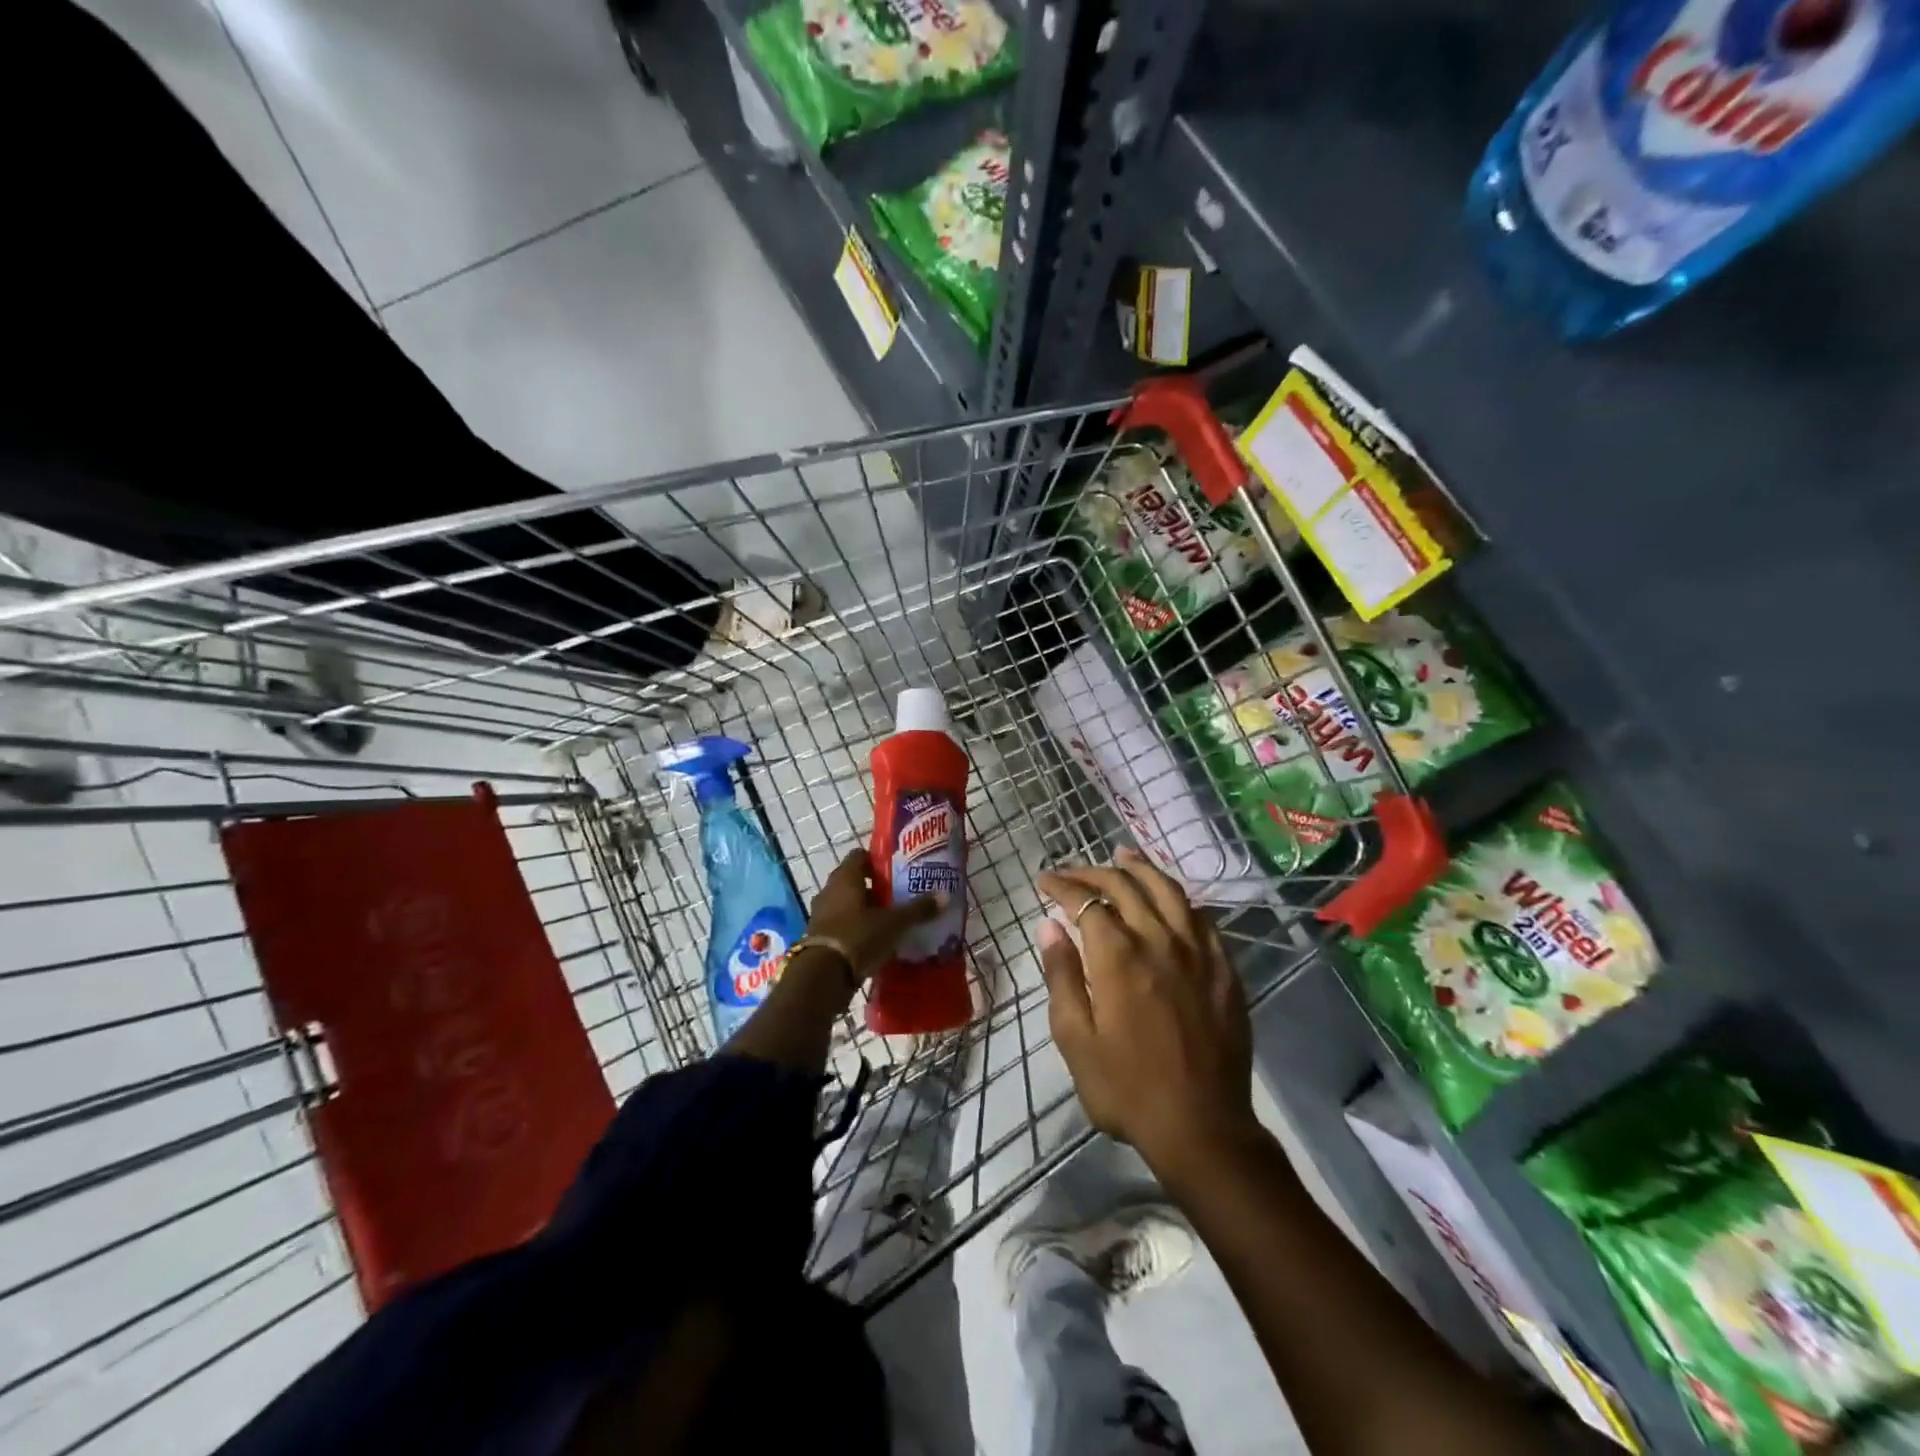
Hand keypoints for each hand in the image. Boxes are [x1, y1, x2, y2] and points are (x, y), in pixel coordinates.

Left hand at [803, 847, 943, 984]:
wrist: (823, 976)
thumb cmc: (859, 936)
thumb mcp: (894, 923)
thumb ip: (918, 909)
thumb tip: (945, 895)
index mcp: (846, 878)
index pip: (860, 856)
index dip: (877, 860)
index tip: (896, 870)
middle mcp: (830, 891)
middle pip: (854, 881)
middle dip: (876, 888)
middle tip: (899, 896)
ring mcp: (821, 914)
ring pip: (847, 904)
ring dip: (866, 910)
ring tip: (890, 921)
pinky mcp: (819, 937)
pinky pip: (842, 925)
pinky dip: (856, 929)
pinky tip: (875, 941)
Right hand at [1037, 848, 1257, 1176]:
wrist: (1202, 1128)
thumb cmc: (1127, 1088)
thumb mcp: (1076, 1039)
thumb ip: (1062, 976)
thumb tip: (1050, 926)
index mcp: (1118, 956)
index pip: (1086, 902)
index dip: (1062, 886)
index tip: (1045, 880)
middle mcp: (1160, 940)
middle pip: (1126, 885)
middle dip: (1094, 871)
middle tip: (1073, 872)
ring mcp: (1198, 952)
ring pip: (1169, 890)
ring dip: (1141, 867)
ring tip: (1123, 854)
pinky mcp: (1225, 969)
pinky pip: (1202, 917)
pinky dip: (1179, 897)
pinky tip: (1170, 898)